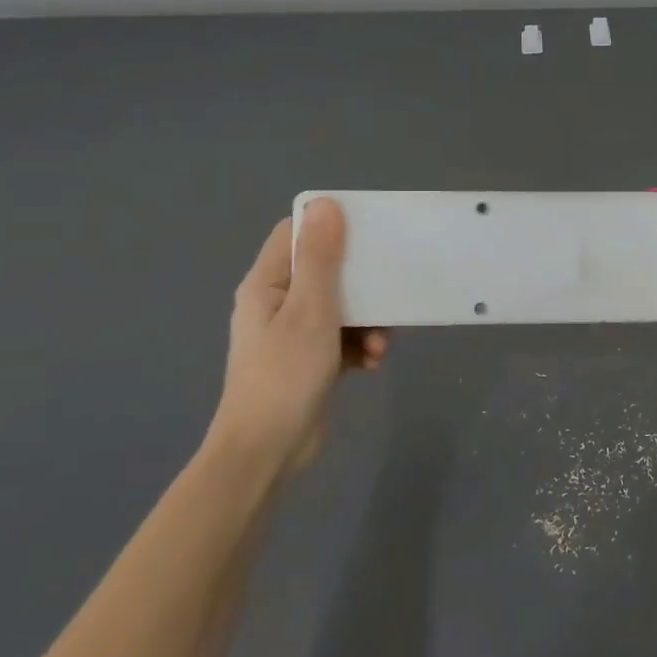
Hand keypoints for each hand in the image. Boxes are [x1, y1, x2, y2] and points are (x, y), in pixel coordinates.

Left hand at [208, 198, 387, 474]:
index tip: (369, 231)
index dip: (330, 226)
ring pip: (340, 306)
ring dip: (367, 320)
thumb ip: (319, 257)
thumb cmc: (285, 375)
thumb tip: (325, 203)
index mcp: (267, 284)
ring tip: (382, 342)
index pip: (295, 234)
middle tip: (390, 286)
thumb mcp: (311, 310)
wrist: (266, 452)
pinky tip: (373, 362)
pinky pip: (342, 337)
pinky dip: (360, 344)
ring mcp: (292, 333)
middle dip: (361, 281)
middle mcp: (276, 303)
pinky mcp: (309, 359)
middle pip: (324, 270)